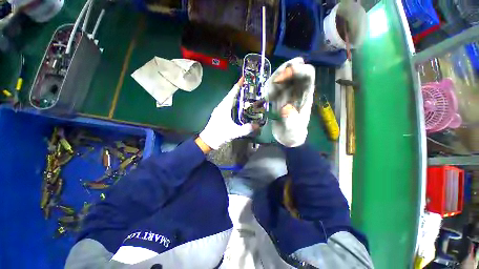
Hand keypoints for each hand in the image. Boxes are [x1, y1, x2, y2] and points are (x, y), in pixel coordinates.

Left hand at [199, 77, 254, 149]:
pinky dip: (235, 103)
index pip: (232, 93)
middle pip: (231, 95)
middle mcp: (221, 106)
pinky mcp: (220, 115)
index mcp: (223, 107)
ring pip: (229, 100)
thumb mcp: (233, 132)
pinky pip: (228, 105)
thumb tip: (257, 125)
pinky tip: (240, 106)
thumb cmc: (219, 135)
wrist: (208, 141)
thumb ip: (245, 129)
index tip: (244, 78)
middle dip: (239, 90)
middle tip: (249, 87)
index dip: (238, 85)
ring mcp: (220, 110)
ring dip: (237, 97)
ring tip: (246, 95)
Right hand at [268, 58, 314, 146]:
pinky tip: (266, 98)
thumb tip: (286, 108)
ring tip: (268, 95)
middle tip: (273, 83)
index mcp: (305, 96)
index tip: (282, 77)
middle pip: (293, 70)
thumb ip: (291, 122)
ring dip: (273, 80)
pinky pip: (273, 87)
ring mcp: (286, 94)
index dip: (297, 70)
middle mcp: (296, 91)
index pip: (307, 74)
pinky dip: (268, 89)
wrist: (286, 139)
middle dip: (283, 71)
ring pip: (282, 77)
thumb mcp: (294, 132)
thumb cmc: (293, 135)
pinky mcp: (277, 98)